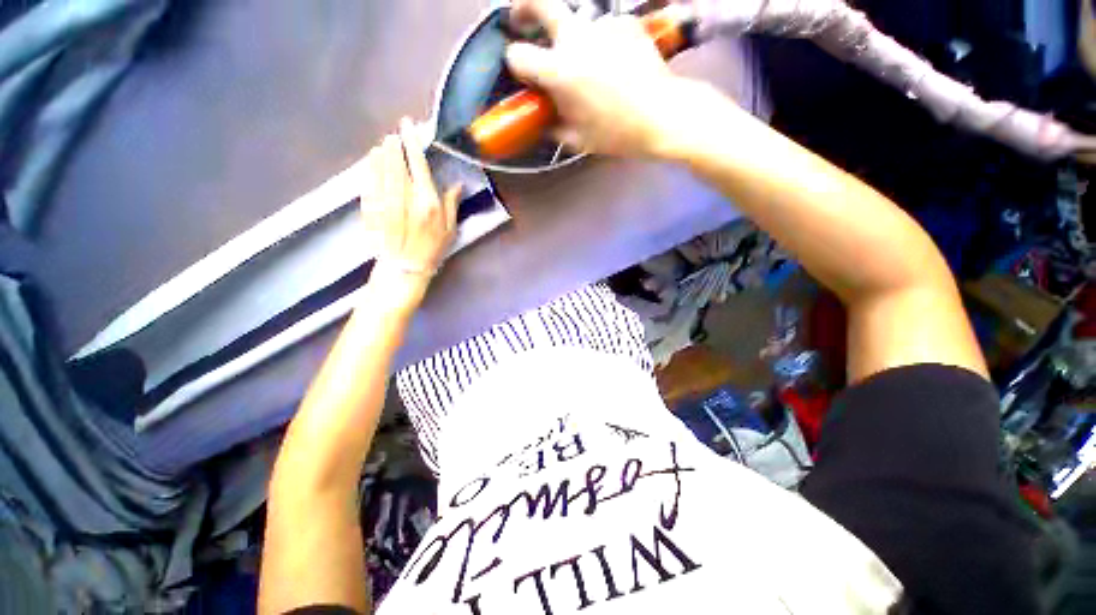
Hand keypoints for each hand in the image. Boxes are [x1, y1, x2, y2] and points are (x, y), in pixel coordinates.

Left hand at [360, 118, 460, 306]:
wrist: (405, 268)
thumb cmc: (432, 249)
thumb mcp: (450, 229)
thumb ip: (452, 205)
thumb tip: (457, 184)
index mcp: (427, 201)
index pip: (418, 164)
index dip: (412, 142)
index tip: (407, 126)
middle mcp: (405, 198)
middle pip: (396, 163)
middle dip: (394, 145)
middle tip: (394, 134)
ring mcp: (385, 202)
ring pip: (381, 170)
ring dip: (381, 154)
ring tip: (383, 144)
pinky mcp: (371, 209)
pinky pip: (369, 183)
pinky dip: (369, 169)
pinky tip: (371, 161)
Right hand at [505, 0, 699, 157]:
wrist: (661, 115)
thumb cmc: (616, 133)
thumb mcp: (577, 140)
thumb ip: (553, 127)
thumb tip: (543, 120)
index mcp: (559, 70)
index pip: (518, 55)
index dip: (516, 65)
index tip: (523, 74)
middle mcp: (576, 38)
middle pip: (539, 1)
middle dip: (522, 8)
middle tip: (520, 20)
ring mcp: (602, 25)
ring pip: (576, 20)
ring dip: (571, 37)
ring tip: (586, 63)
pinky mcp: (625, 22)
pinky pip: (602, 29)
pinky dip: (600, 43)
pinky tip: (613, 63)